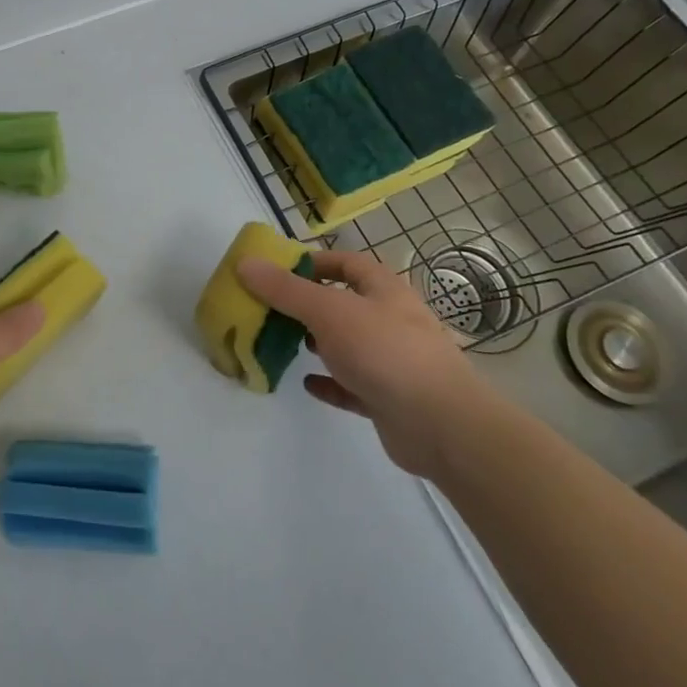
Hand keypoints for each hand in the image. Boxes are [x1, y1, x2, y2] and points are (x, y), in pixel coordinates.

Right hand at [237, 251, 486, 477]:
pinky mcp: (388, 398)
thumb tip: (245, 263)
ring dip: (318, 343)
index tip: (277, 270)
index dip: (314, 262)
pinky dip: (329, 383)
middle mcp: (390, 320)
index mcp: (383, 290)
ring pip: (347, 345)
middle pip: (344, 304)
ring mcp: (391, 361)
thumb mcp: (328, 312)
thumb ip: (285, 290)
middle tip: (271, 310)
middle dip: (308, 305)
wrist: (441, 424)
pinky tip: (307, 383)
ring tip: (284, 344)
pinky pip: (352, 385)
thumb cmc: (385, 352)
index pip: (346, 263)